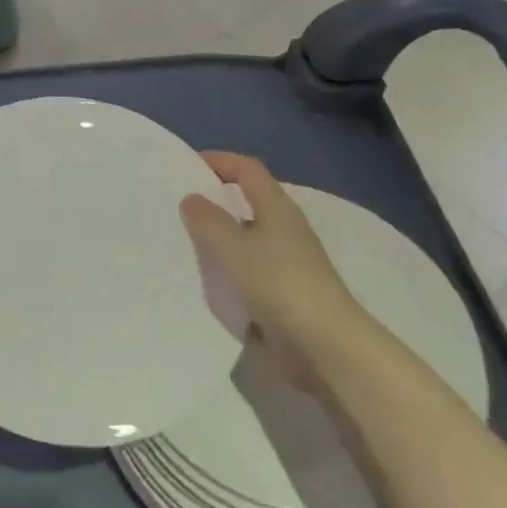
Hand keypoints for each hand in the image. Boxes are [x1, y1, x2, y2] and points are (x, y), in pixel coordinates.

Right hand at [179, 151, 361, 383]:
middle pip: (249, 201)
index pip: (248, 170)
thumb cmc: (280, 284)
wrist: (326, 346)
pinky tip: (207, 278)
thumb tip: (191, 198)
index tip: (188, 165)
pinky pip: (250, 267)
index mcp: (278, 208)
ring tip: (185, 240)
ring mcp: (288, 261)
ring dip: (220, 235)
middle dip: (216, 199)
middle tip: (179, 204)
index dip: (220, 161)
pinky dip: (229, 266)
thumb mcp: (235, 248)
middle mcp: (285, 228)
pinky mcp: (286, 291)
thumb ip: (209, 221)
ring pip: (248, 236)